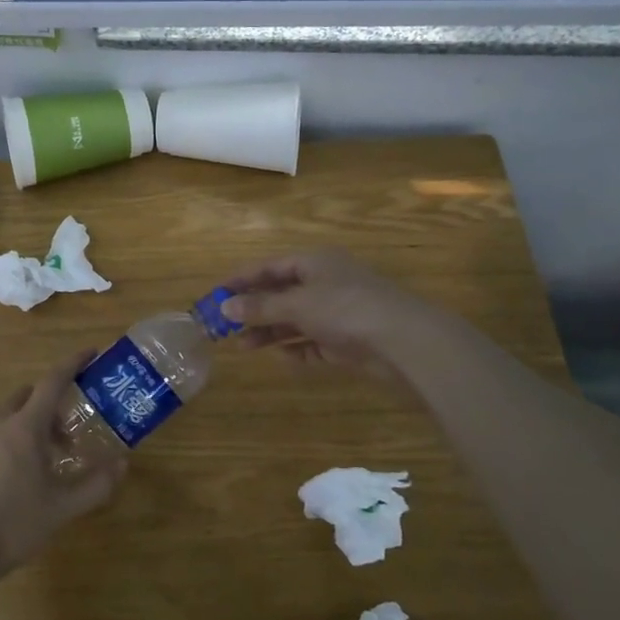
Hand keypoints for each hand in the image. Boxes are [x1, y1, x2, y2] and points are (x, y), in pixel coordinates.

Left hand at [0, 350, 127, 586]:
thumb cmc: (13, 528)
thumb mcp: (62, 509)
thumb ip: (96, 485)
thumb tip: (122, 463)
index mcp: (25, 428)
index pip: (53, 381)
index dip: (72, 364)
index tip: (88, 353)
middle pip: (24, 399)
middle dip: (46, 409)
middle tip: (61, 440)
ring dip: (17, 432)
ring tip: (25, 469)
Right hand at [219, 251, 436, 378]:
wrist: (404, 342)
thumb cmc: (346, 309)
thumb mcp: (297, 305)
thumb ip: (260, 307)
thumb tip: (224, 307)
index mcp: (314, 262)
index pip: (269, 266)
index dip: (241, 279)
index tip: (215, 294)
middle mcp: (325, 282)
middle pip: (280, 293)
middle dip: (253, 309)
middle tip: (223, 325)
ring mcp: (337, 312)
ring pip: (294, 319)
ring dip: (269, 331)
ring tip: (243, 346)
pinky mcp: (347, 340)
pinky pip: (313, 342)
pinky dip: (296, 348)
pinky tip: (281, 357)